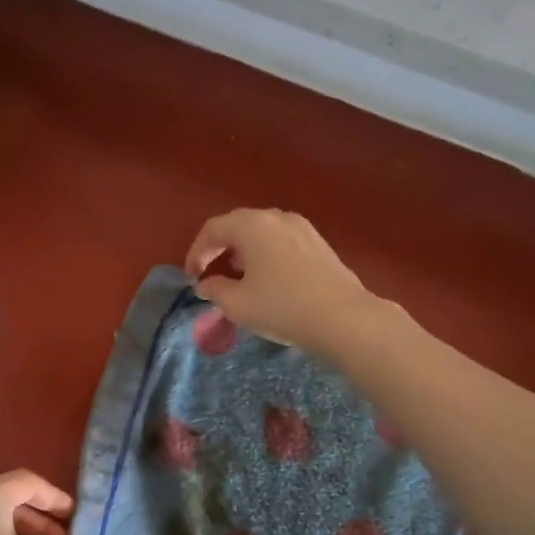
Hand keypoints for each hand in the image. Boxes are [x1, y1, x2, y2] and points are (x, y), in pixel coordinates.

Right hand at [186, 208, 380, 355]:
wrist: (342, 317)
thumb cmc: (282, 307)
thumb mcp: (238, 304)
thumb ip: (215, 290)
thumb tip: (205, 284)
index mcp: (252, 226)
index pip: (213, 229)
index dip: (196, 252)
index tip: (192, 276)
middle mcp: (276, 217)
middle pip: (238, 225)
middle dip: (220, 248)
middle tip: (210, 272)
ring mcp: (302, 228)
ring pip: (262, 232)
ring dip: (244, 250)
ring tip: (237, 276)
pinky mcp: (319, 243)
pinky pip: (281, 241)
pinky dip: (266, 254)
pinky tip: (267, 278)